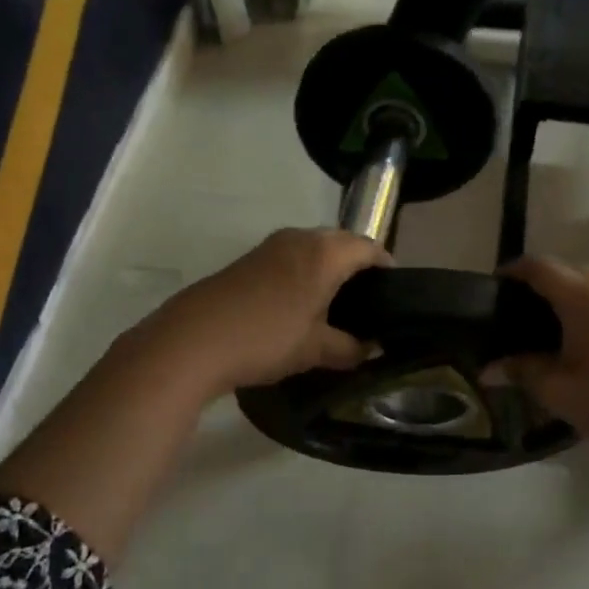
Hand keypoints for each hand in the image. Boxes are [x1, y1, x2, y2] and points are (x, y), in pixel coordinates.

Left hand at [142, 229, 390, 397]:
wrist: (192, 340)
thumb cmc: (265, 338)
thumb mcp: (315, 349)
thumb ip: (350, 347)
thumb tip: (370, 348)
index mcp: (324, 253)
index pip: (368, 247)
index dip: (386, 266)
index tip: (396, 291)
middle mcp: (299, 239)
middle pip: (341, 242)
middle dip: (358, 264)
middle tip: (368, 300)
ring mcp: (270, 247)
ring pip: (313, 248)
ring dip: (329, 267)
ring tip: (336, 304)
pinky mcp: (248, 260)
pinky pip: (290, 258)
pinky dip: (304, 272)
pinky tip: (301, 304)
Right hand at [499, 257, 588, 459]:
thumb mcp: (561, 391)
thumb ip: (522, 372)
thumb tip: (489, 369)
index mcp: (582, 296)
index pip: (538, 266)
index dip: (511, 272)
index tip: (491, 289)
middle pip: (565, 275)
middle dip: (536, 291)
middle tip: (512, 321)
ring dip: (564, 305)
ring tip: (545, 338)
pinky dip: (588, 316)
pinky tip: (583, 350)